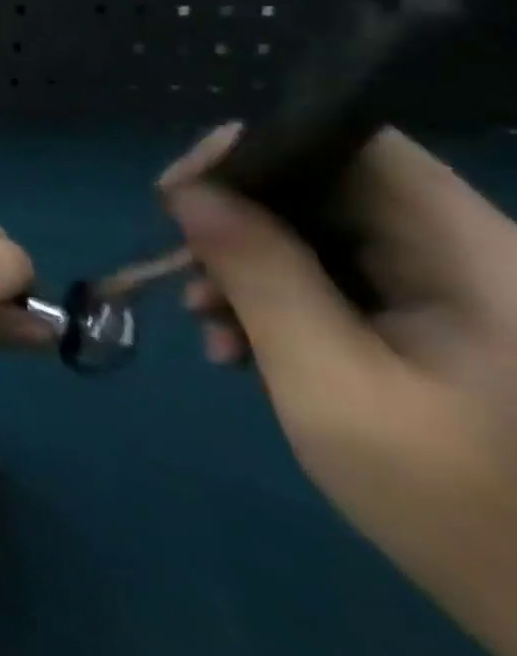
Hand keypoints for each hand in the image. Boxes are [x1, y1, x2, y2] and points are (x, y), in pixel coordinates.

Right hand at [162, 127, 516, 655]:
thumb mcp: (332, 387)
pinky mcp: (452, 323)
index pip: (356, 146)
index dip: (257, 149)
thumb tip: (189, 194)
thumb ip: (261, 277)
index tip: (179, 195)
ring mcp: (467, 292)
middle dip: (238, 222)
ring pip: (325, 233)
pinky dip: (283, 299)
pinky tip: (245, 344)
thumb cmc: (462, 509)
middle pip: (330, 189)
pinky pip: (344, 276)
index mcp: (477, 260)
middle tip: (181, 271)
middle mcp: (477, 257)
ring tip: (210, 326)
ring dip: (250, 267)